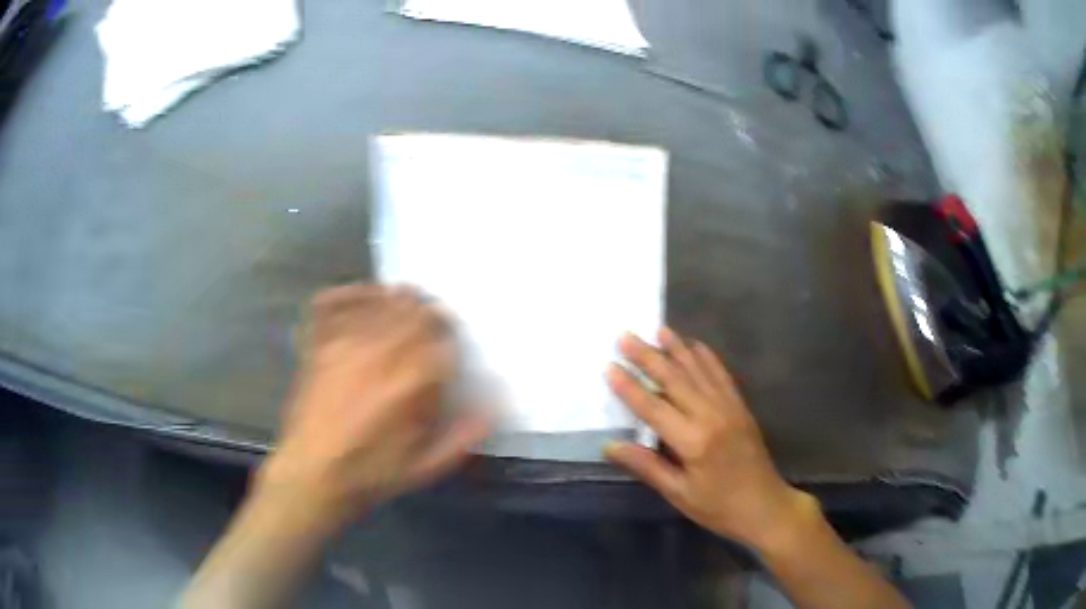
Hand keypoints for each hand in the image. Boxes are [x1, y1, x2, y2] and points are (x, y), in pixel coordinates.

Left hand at [257, 284, 489, 526]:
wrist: (313, 475)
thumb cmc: (373, 474)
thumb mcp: (427, 466)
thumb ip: (465, 434)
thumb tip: (495, 405)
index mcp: (412, 383)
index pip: (442, 337)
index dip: (451, 336)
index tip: (451, 345)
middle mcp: (380, 352)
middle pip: (414, 310)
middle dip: (429, 314)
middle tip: (432, 326)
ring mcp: (345, 343)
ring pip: (382, 301)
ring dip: (400, 301)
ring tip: (406, 308)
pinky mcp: (319, 343)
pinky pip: (336, 301)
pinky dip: (354, 293)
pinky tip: (366, 296)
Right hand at [605, 328, 814, 549]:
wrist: (764, 506)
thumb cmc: (717, 507)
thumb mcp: (678, 494)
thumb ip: (646, 466)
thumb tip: (610, 445)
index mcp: (693, 441)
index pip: (653, 407)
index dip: (629, 387)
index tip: (609, 366)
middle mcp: (711, 415)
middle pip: (675, 379)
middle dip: (648, 357)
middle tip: (626, 336)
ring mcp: (729, 407)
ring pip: (698, 370)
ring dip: (677, 348)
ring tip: (658, 330)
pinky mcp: (740, 406)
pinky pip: (721, 375)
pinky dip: (706, 357)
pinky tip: (694, 345)